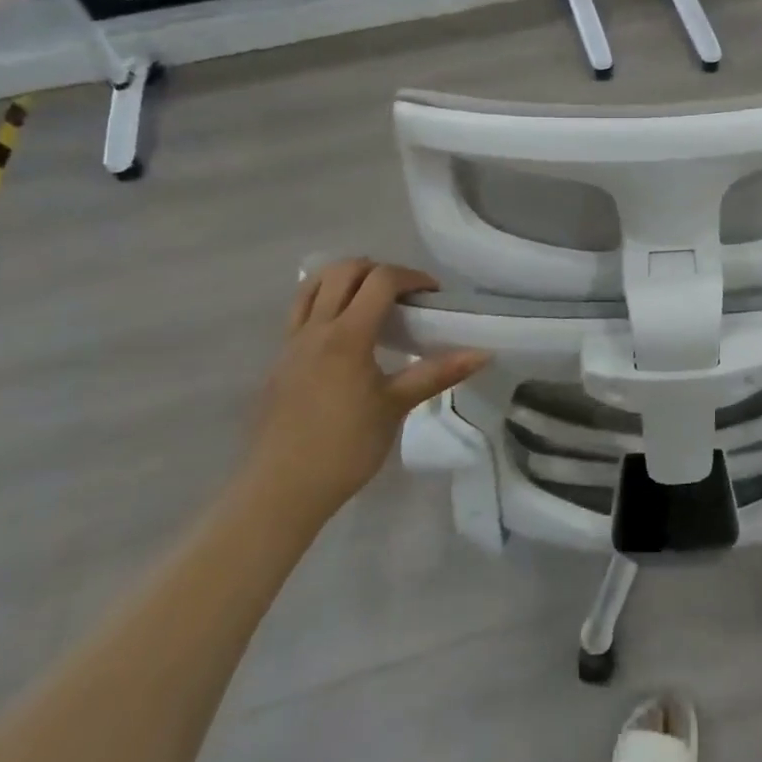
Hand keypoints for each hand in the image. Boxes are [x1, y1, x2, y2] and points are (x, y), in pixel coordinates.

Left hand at [242, 260, 488, 533]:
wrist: (280, 492)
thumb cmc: (345, 449)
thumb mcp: (396, 407)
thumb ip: (437, 373)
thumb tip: (483, 353)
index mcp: (347, 336)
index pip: (380, 280)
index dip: (411, 277)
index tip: (432, 295)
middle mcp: (316, 329)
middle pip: (344, 270)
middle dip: (378, 270)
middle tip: (403, 294)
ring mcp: (291, 343)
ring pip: (313, 285)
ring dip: (345, 279)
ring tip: (369, 301)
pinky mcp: (278, 361)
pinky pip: (299, 312)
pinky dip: (324, 302)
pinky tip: (342, 333)